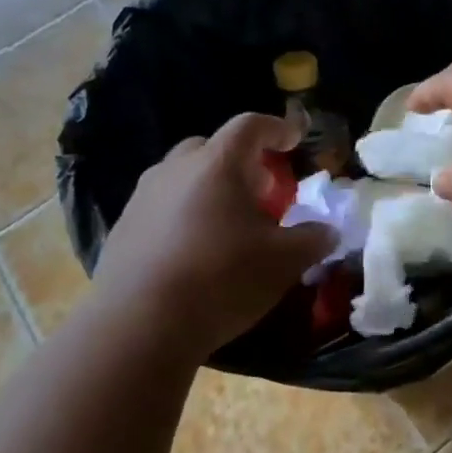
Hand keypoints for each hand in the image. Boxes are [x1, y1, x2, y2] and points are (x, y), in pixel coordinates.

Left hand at [90, 114, 333, 358]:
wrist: (139, 326)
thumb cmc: (222, 279)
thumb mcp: (285, 261)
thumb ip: (313, 239)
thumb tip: (328, 232)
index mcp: (218, 164)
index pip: (251, 126)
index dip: (277, 129)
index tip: (294, 140)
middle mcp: (176, 170)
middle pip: (212, 148)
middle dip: (241, 162)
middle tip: (262, 191)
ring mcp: (142, 198)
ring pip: (183, 177)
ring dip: (210, 189)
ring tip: (229, 224)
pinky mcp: (122, 228)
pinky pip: (161, 207)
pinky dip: (184, 215)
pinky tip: (195, 251)